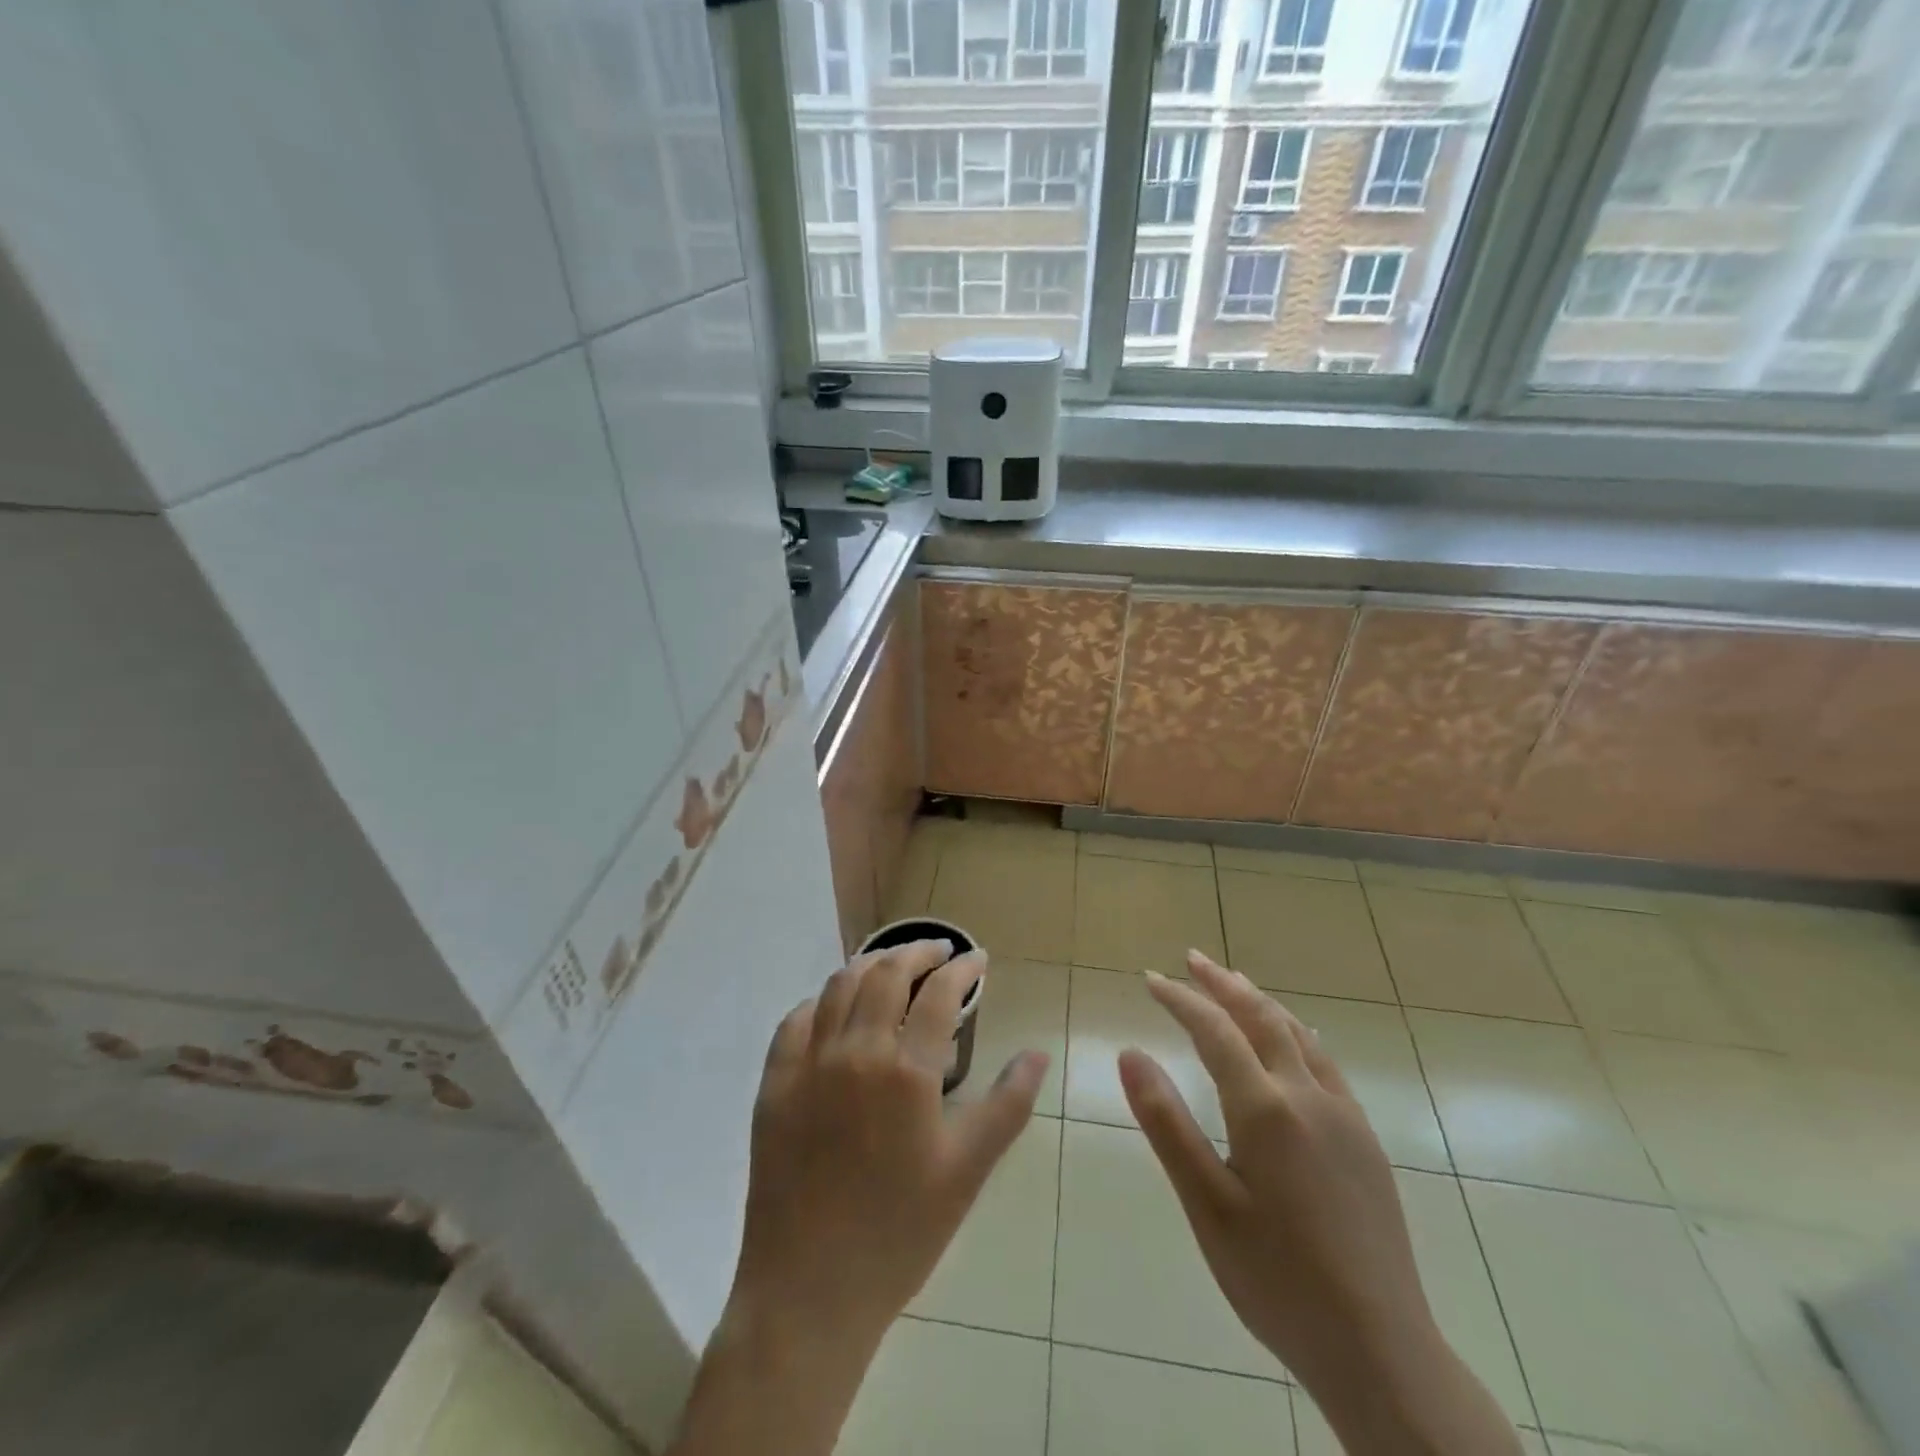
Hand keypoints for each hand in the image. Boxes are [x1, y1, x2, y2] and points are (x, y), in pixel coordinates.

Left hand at [727, 939, 1047, 1355]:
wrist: (809, 1291)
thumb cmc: (900, 1233)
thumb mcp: (967, 1170)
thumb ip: (1007, 1105)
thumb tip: (1037, 1053)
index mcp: (906, 1071)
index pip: (939, 993)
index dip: (962, 968)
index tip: (977, 959)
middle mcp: (854, 1051)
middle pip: (886, 973)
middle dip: (918, 952)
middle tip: (939, 951)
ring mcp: (807, 1064)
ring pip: (839, 986)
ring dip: (870, 965)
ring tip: (892, 966)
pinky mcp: (773, 1084)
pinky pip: (795, 1021)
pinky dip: (822, 1001)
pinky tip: (836, 1007)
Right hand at [1120, 951, 1520, 1455]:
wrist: (1382, 1351)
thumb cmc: (1277, 1280)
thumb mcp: (1206, 1204)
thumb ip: (1167, 1122)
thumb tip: (1129, 1052)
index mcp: (1265, 1109)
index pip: (1214, 1030)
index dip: (1180, 999)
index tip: (1150, 979)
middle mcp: (1308, 1096)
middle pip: (1261, 1018)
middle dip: (1222, 984)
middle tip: (1190, 959)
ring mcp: (1344, 1117)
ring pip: (1298, 1035)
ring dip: (1260, 1002)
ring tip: (1234, 982)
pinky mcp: (1365, 1141)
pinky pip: (1324, 1063)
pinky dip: (1295, 1033)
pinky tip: (1292, 1042)